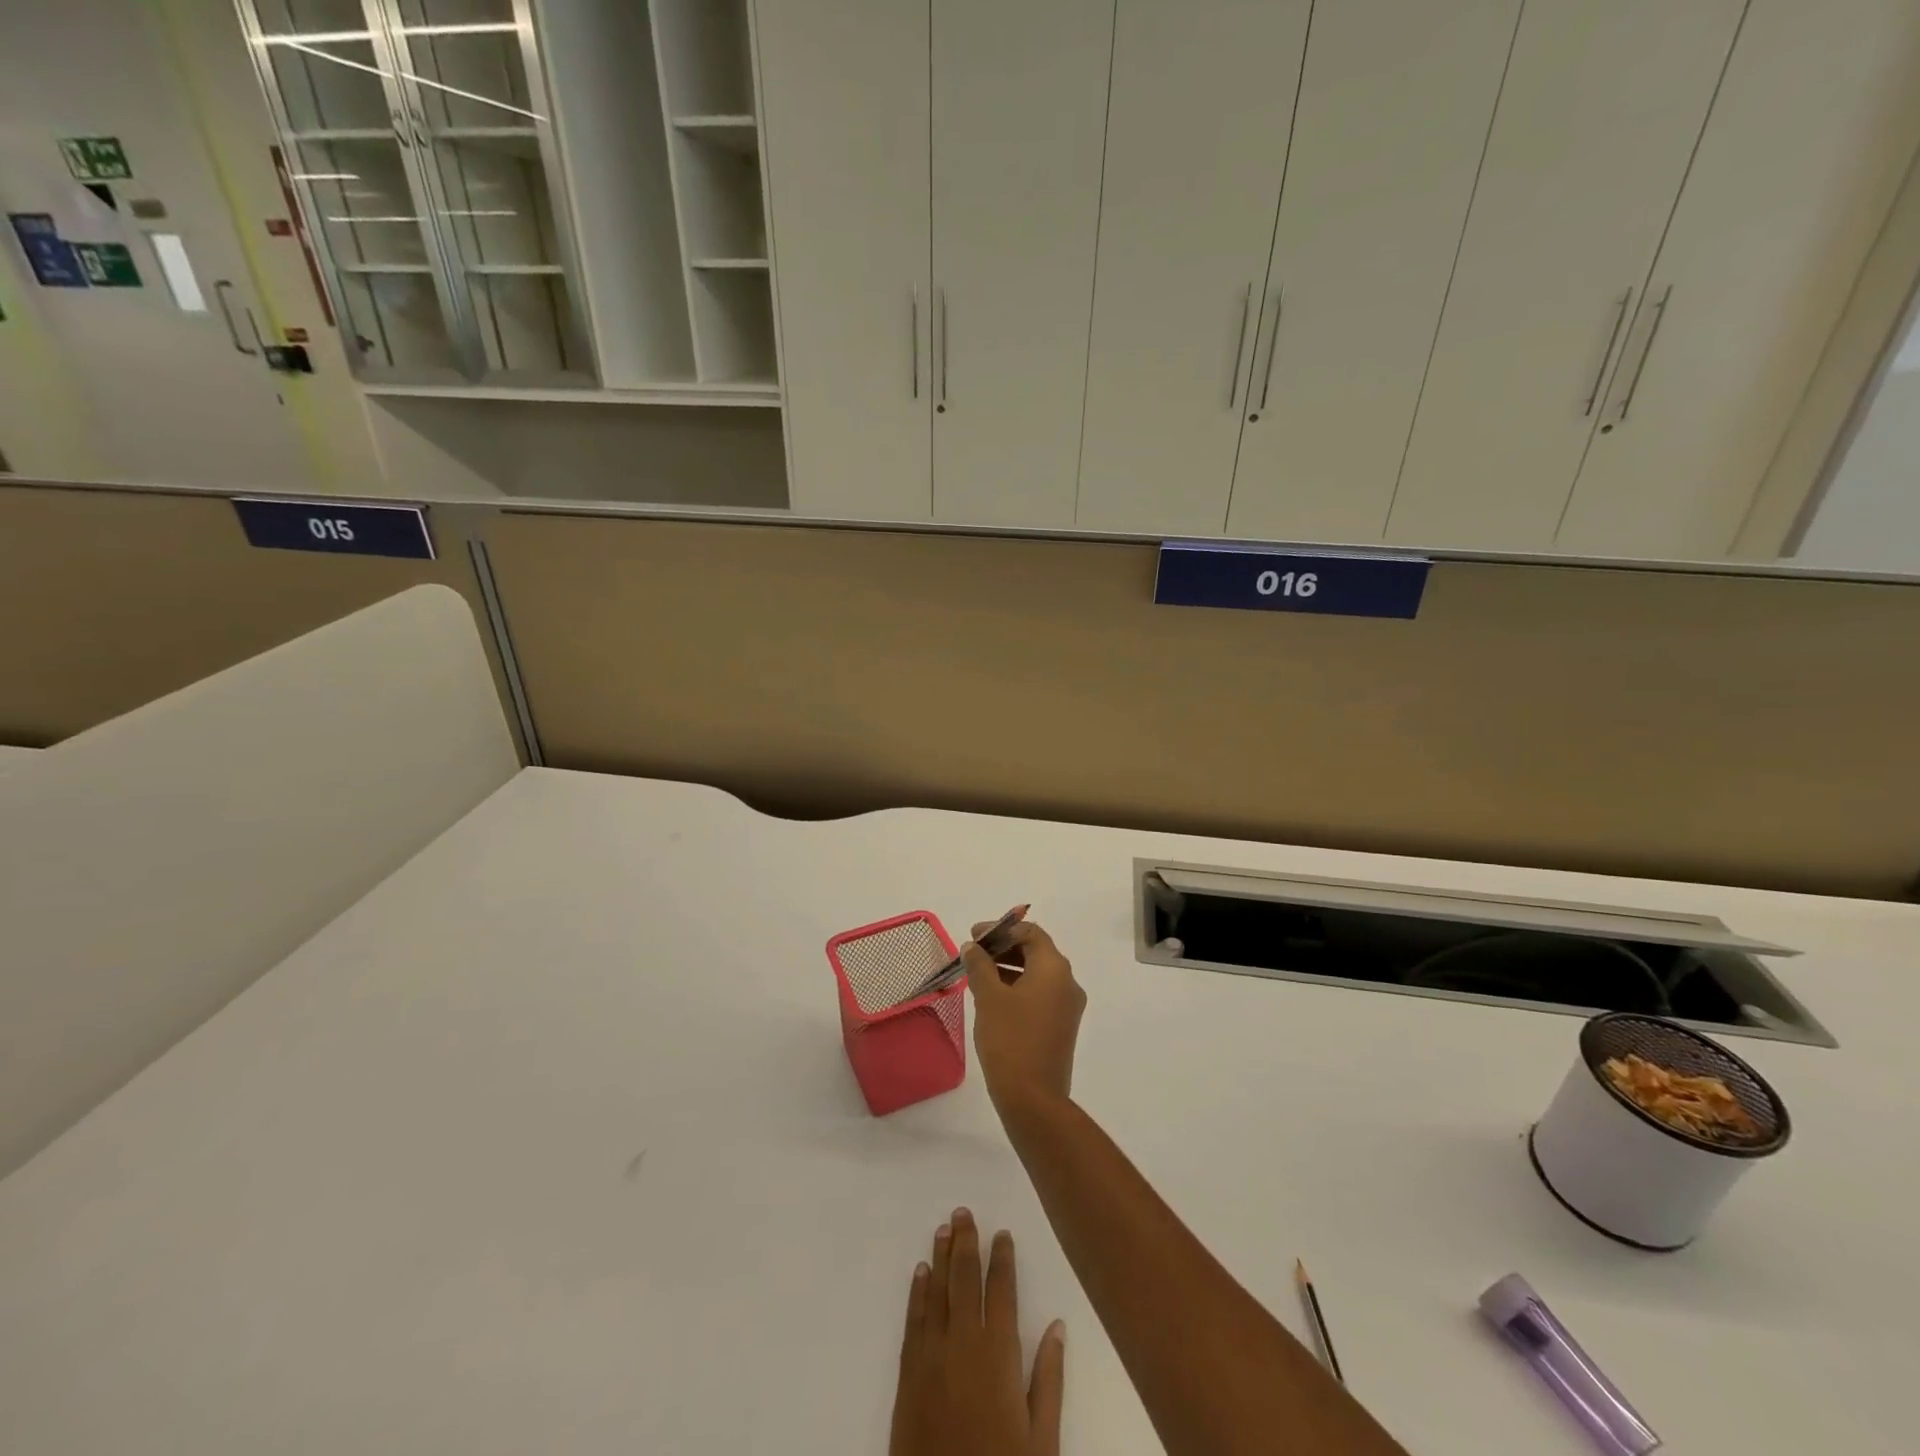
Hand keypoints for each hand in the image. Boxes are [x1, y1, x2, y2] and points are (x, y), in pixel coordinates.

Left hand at [889, 1208, 1065, 1455]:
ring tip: (943, 1227)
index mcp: (999, 1355)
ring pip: (937, 1293)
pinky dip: (918, 1293)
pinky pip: (914, 1322)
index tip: (1001, 1232)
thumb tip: (1057, 1326)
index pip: (1001, 1291)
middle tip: (963, 1211)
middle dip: (966, 1244)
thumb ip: (1048, 1380)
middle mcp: (963, 1344)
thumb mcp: (1041, 1441)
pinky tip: (920, 1273)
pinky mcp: (908, 1376)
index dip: (1001, 1259)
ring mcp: (931, 1357)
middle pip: (965, 1281)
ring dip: (941, 1258)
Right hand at [963, 921, 1085, 1115]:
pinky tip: (993, 998)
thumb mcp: (989, 997)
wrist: (1033, 1099)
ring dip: (1009, 968)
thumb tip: (972, 947)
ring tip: (978, 974)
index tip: (974, 936)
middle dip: (1003, 947)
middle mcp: (1067, 982)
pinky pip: (1040, 994)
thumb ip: (980, 965)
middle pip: (1036, 951)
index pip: (1030, 932)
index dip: (1000, 929)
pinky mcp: (1061, 1026)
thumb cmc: (1009, 1039)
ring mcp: (1067, 1006)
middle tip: (973, 953)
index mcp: (1054, 968)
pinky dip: (1018, 987)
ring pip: (1037, 974)